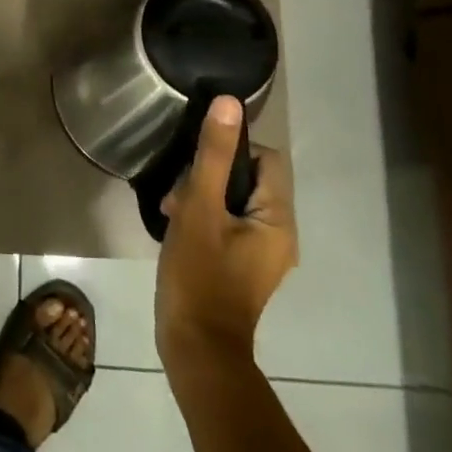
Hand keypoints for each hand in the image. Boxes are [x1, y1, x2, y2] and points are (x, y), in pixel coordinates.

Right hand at [155, 96, 296, 369]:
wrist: (197, 349)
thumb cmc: (199, 276)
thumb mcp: (199, 209)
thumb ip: (212, 156)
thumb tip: (228, 103)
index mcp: (278, 219)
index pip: (265, 159)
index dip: (231, 151)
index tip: (195, 165)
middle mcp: (280, 234)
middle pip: (247, 180)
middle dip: (208, 178)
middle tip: (177, 195)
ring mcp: (263, 254)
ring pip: (233, 202)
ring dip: (201, 198)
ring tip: (170, 213)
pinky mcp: (243, 267)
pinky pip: (228, 225)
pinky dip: (204, 219)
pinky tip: (176, 230)